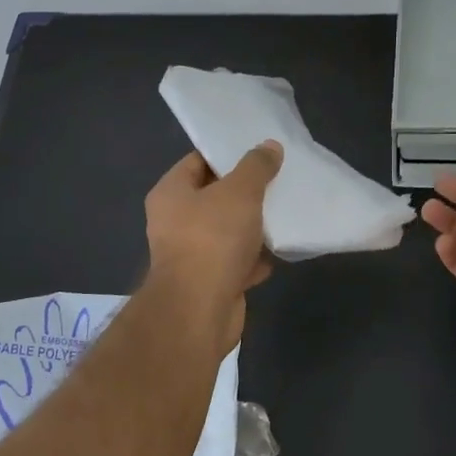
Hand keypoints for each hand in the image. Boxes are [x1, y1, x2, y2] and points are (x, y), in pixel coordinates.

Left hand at [144, 142, 282, 349]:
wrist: (200, 309)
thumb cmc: (212, 239)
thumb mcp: (239, 192)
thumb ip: (256, 167)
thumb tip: (269, 146)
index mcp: (170, 193)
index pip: (197, 161)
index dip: (226, 154)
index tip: (258, 150)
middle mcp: (175, 222)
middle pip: (214, 197)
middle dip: (245, 191)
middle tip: (278, 178)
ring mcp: (192, 255)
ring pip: (228, 231)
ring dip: (253, 226)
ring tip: (285, 210)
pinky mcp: (210, 282)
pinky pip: (236, 262)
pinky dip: (255, 258)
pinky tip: (280, 249)